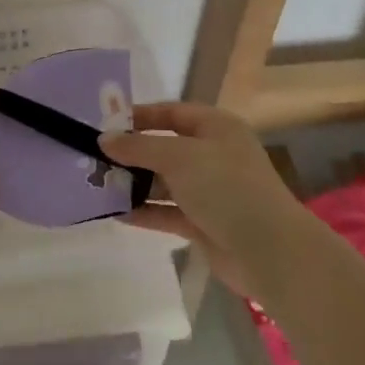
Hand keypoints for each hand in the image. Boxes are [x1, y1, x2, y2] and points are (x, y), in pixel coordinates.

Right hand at [100, 101, 311, 295]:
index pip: (172, 113)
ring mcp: (209, 191)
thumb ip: (139, 147)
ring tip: (98, 184)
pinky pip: (167, 211)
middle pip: (165, 148)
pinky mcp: (203, 223)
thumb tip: (104, 139)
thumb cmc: (227, 188)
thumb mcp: (179, 158)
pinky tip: (116, 213)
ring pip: (164, 182)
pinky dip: (144, 211)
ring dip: (135, 184)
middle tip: (94, 157)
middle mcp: (213, 155)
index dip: (140, 116)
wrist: (269, 251)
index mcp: (216, 127)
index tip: (106, 124)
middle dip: (132, 153)